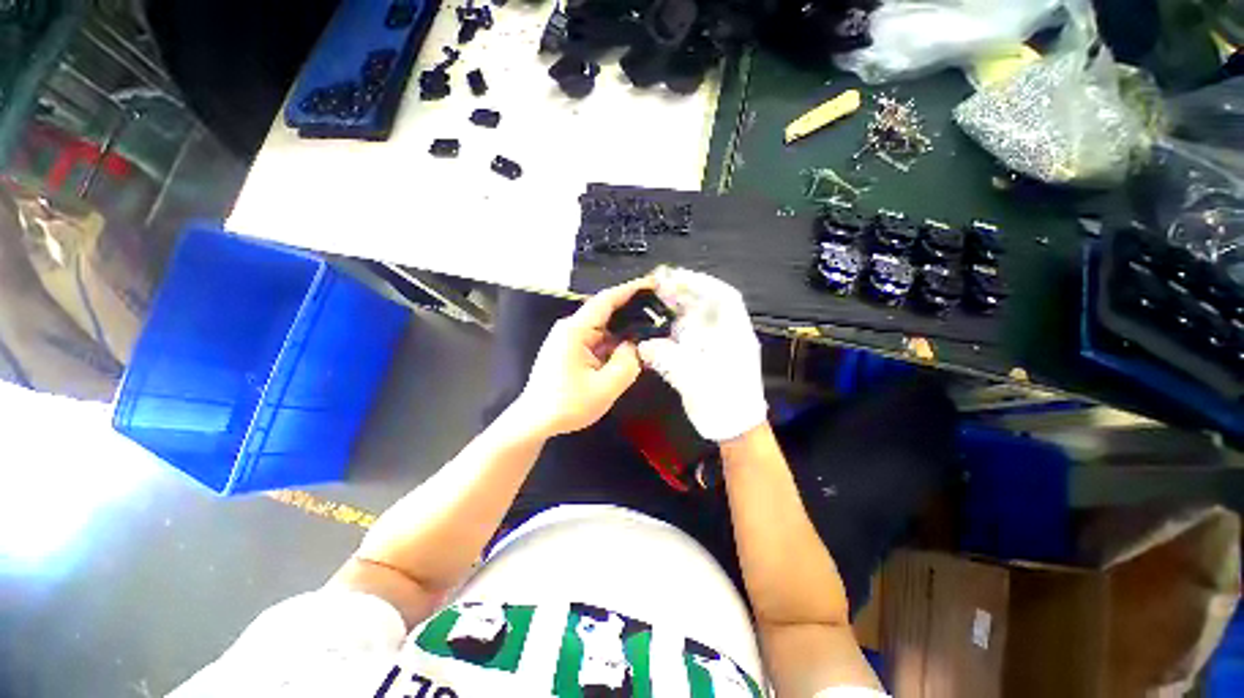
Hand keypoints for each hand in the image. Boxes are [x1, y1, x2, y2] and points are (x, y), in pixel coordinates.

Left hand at [512, 278, 654, 437]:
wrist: (535, 421)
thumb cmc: (567, 405)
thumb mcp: (605, 388)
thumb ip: (627, 363)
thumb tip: (634, 345)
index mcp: (575, 330)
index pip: (606, 300)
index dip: (631, 289)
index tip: (653, 283)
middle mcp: (571, 328)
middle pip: (606, 311)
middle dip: (632, 309)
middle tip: (660, 308)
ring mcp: (569, 339)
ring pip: (603, 328)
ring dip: (624, 328)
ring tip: (652, 326)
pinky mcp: (570, 350)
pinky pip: (597, 340)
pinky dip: (615, 342)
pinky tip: (631, 345)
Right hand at [638, 268, 766, 441]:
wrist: (735, 429)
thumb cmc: (723, 403)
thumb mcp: (695, 380)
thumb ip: (668, 360)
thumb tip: (643, 345)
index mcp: (734, 334)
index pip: (724, 296)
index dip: (701, 282)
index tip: (678, 276)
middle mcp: (727, 334)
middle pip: (707, 304)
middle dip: (685, 291)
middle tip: (659, 284)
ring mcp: (716, 345)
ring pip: (698, 319)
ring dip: (678, 307)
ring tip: (657, 299)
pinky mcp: (706, 357)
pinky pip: (690, 336)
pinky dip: (675, 328)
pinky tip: (659, 326)